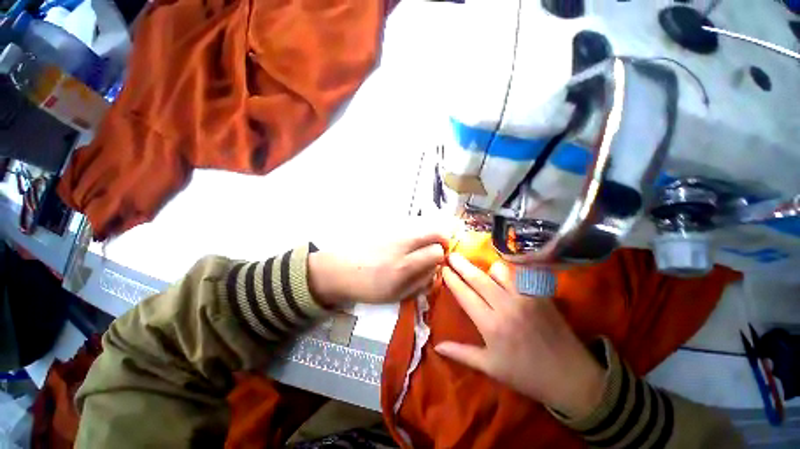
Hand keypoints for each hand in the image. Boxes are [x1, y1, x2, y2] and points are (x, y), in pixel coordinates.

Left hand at [308, 230, 447, 306]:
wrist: (339, 270)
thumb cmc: (367, 287)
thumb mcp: (395, 296)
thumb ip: (419, 284)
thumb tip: (435, 272)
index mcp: (404, 266)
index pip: (436, 252)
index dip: (442, 257)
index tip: (439, 262)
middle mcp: (402, 246)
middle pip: (433, 233)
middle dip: (441, 240)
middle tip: (439, 249)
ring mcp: (394, 234)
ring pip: (422, 228)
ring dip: (429, 236)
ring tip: (424, 247)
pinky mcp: (387, 228)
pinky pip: (410, 228)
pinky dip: (416, 234)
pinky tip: (408, 244)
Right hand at [435, 253, 605, 419]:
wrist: (571, 377)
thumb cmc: (526, 374)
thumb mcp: (490, 367)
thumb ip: (461, 354)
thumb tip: (437, 346)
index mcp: (490, 325)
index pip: (465, 294)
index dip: (452, 279)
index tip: (443, 269)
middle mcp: (506, 306)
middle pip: (477, 278)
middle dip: (461, 264)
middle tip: (450, 255)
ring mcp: (525, 297)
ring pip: (499, 271)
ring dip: (486, 268)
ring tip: (481, 271)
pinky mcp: (540, 294)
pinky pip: (519, 275)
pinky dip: (508, 273)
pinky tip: (504, 276)